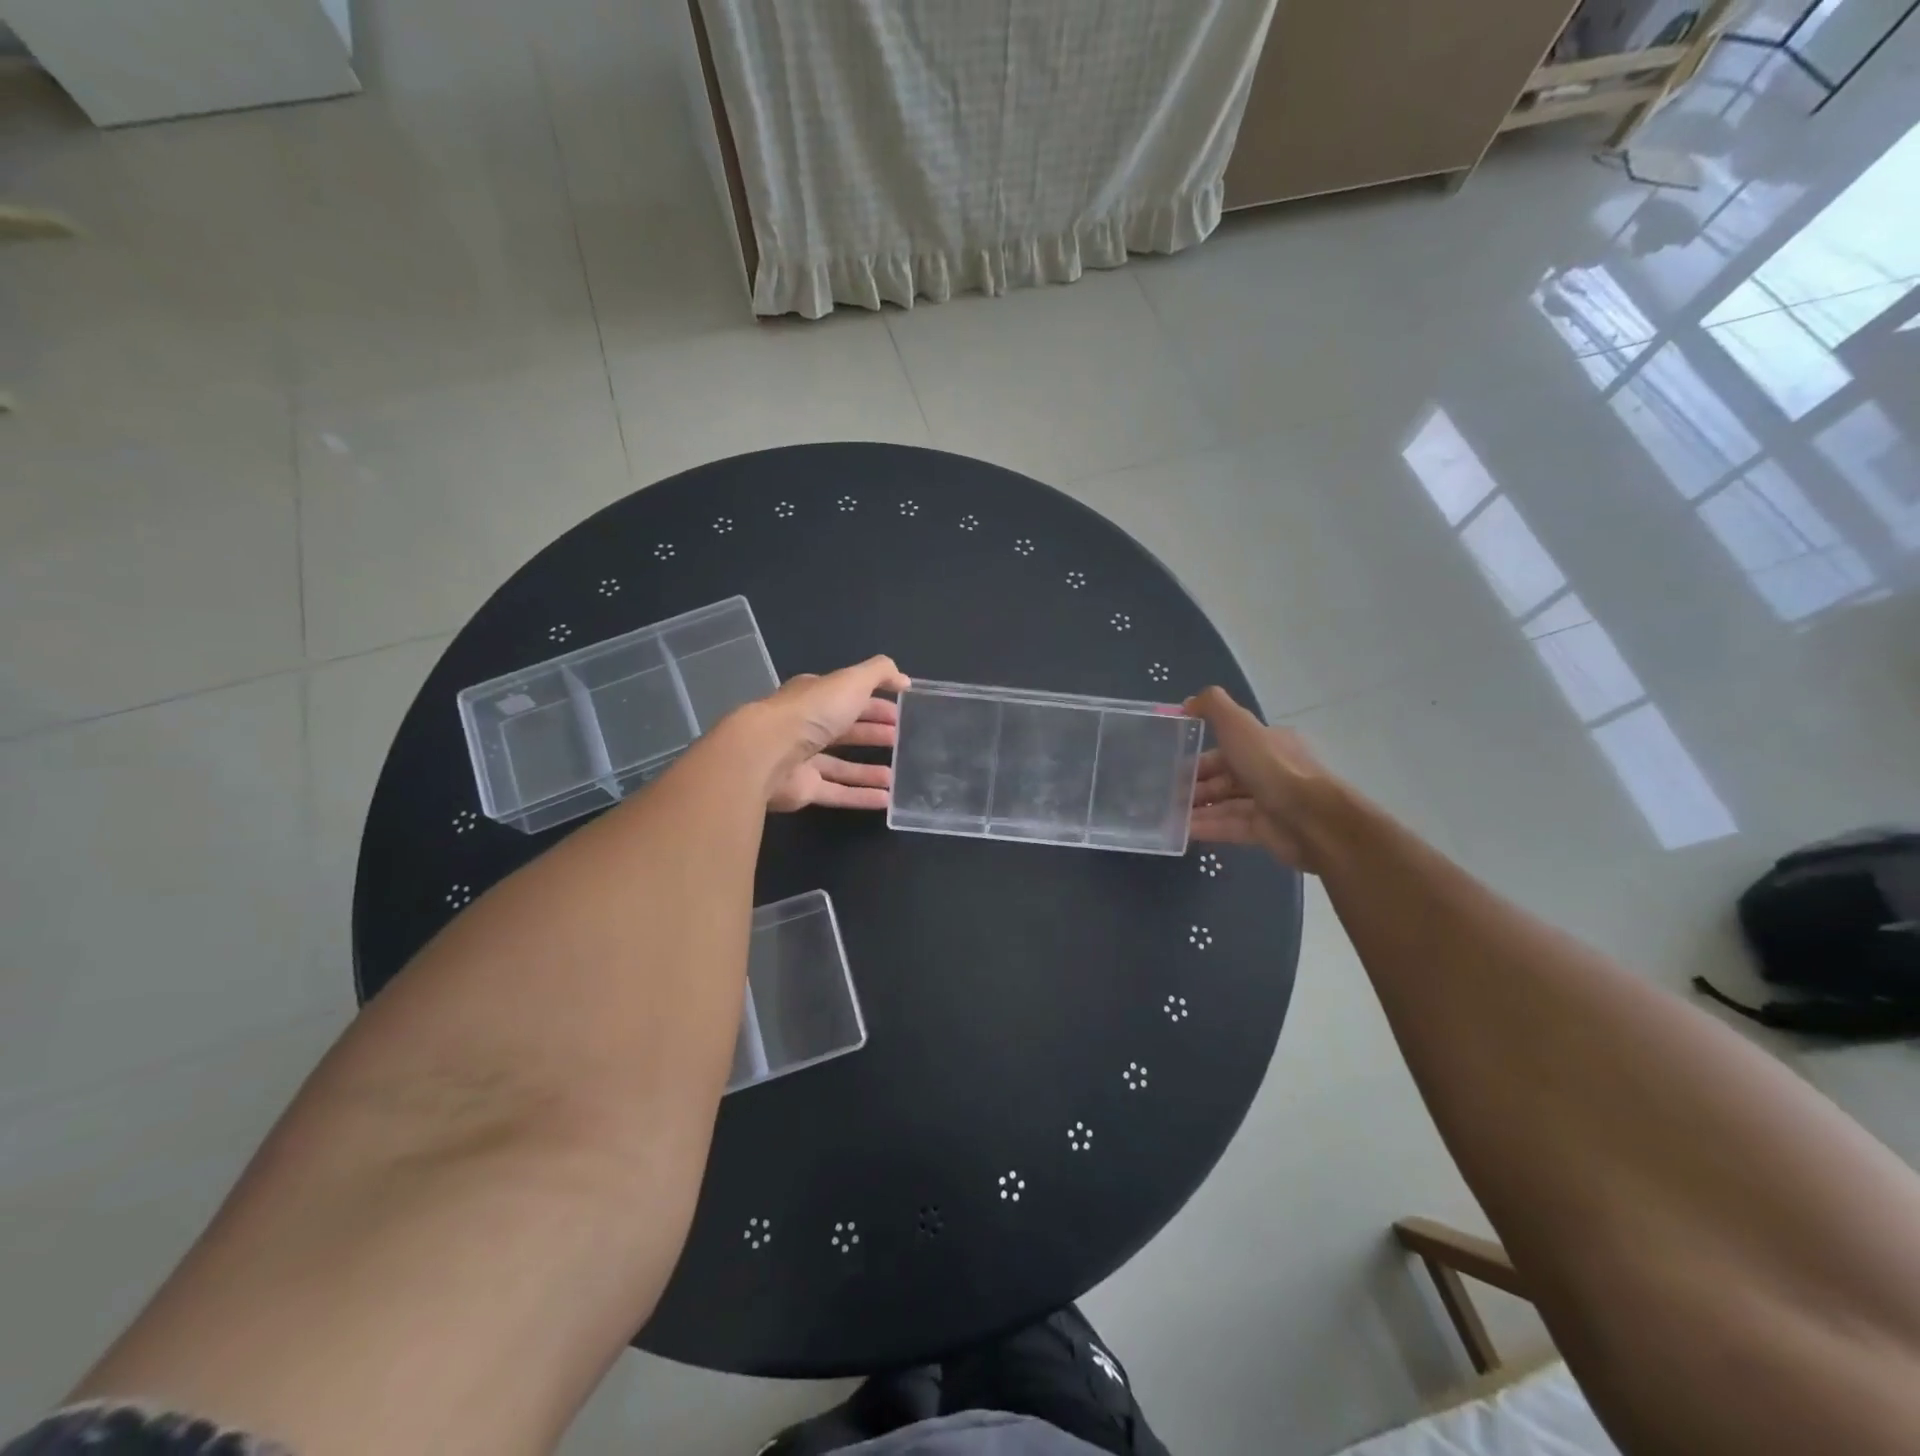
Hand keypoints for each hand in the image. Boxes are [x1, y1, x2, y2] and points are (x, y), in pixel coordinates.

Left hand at [759, 656, 911, 811]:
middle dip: (871, 732)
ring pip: (841, 765)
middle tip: (900, 739)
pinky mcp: (802, 789)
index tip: (900, 712)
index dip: (874, 703)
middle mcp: (806, 726)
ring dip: (868, 769)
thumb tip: (904, 680)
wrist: (767, 752)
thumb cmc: (812, 712)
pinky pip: (836, 793)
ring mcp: (802, 760)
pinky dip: (860, 796)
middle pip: (844, 730)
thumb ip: (879, 674)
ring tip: (896, 775)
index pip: (848, 697)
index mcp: (815, 696)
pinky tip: (885, 800)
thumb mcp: (851, 681)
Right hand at [1185, 686, 1350, 872]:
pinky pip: (1230, 827)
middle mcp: (1269, 771)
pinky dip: (1207, 828)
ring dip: (1197, 809)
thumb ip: (1213, 708)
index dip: (1200, 756)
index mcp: (1267, 744)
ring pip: (1225, 803)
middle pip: (1225, 777)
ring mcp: (1268, 803)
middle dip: (1195, 785)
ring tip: (1168, 815)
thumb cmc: (1272, 767)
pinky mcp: (1266, 831)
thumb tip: (1188, 701)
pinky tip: (1182, 832)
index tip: (1172, 766)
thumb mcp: (1239, 725)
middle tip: (1166, 794)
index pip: (1229, 748)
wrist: (1311, 818)